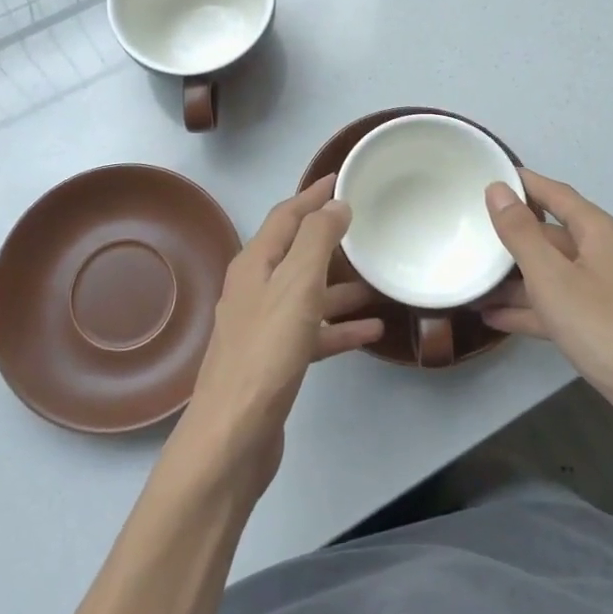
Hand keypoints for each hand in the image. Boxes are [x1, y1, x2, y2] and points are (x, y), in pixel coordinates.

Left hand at [177, 175, 383, 488]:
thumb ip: (317, 240)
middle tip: (365, 228)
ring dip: (340, 286)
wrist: (235, 434)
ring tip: (378, 281)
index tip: (339, 179)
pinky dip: (339, 328)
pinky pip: (313, 332)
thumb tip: (336, 204)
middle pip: (296, 253)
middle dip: (329, 239)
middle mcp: (255, 289)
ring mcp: (264, 327)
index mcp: (254, 264)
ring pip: (308, 294)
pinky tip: (371, 332)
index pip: (285, 216)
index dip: (312, 196)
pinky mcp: (275, 361)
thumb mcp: (297, 285)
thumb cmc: (267, 351)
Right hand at [483, 171, 612, 461]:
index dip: (523, 183)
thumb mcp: (551, 277)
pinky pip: (562, 304)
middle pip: (553, 234)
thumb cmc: (604, 328)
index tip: (488, 176)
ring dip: (516, 279)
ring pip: (555, 273)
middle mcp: (608, 253)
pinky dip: (533, 308)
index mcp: (600, 232)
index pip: (555, 194)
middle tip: (470, 234)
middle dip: (513, 237)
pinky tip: (497, 319)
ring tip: (474, 283)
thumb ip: (520, 232)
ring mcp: (610, 291)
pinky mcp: (608, 324)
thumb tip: (498, 188)